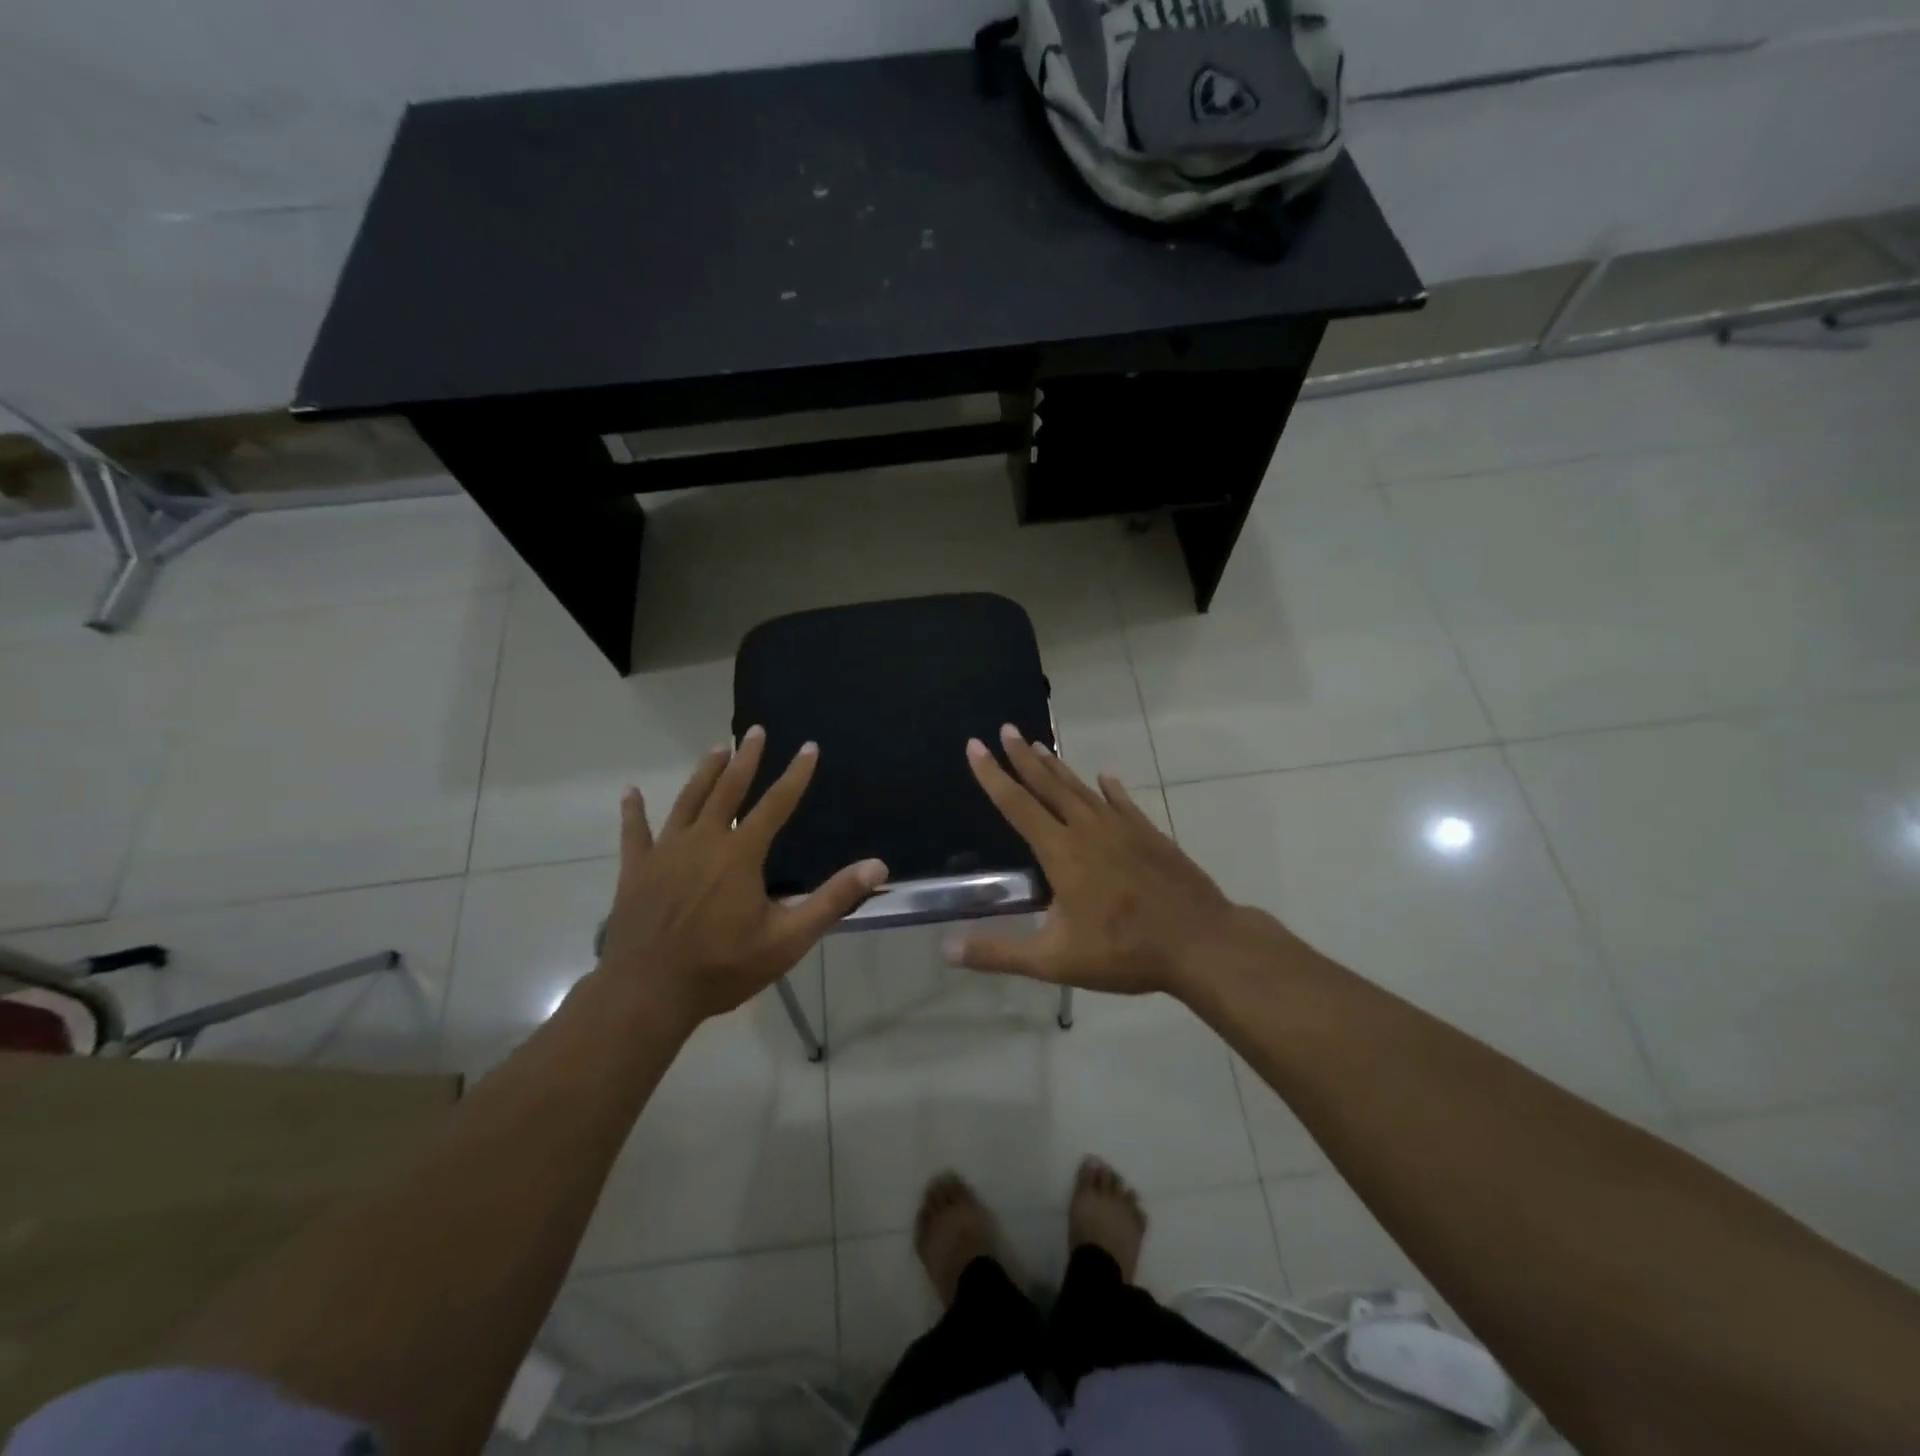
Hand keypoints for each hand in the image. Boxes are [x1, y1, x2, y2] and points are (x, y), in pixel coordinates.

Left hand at [595, 726, 888, 1028]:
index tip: (808, 747)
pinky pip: (635, 832)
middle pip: (728, 789)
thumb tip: (877, 866)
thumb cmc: (723, 967)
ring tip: (717, 747)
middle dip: (745, 758)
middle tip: (755, 731)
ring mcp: (665, 852)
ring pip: (688, 800)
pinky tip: (631, 792)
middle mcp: (703, 840)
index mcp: (741, 854)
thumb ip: (832, 899)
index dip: (795, 775)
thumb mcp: (788, 939)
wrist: (649, 993)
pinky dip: (633, 811)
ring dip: (704, 772)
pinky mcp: (636, 870)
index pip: (776, 804)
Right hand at [944, 724, 1248, 996]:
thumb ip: (999, 953)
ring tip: (1040, 745)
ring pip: (1082, 789)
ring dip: (1058, 767)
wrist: (1200, 942)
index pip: (1017, 805)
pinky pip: (1123, 802)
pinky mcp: (1149, 835)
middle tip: (1006, 729)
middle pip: (1048, 785)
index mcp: (1061, 852)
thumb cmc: (1123, 951)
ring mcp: (1122, 828)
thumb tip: (946, 949)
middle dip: (1023, 756)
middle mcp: (1088, 829)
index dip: (993, 775)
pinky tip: (1105, 777)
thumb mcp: (1054, 960)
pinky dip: (1110, 789)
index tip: (975, 746)